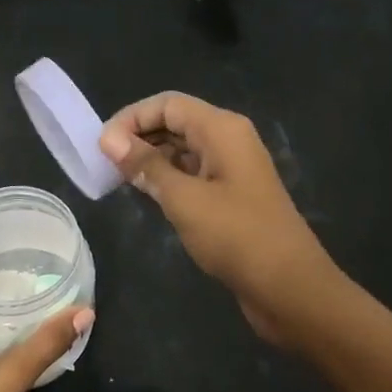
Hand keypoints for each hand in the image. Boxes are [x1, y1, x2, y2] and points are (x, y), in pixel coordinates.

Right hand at [98, 92, 339, 343]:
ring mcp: (232, 168)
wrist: (290, 288)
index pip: (168, 104)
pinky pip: (193, 173)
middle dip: (139, 136)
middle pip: (176, 122)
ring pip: (183, 149)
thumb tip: (110, 140)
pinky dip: (167, 178)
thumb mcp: (185, 200)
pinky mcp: (231, 195)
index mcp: (222, 129)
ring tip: (117, 179)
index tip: (101, 146)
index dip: (132, 118)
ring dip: (151, 158)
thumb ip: (147, 166)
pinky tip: (145, 194)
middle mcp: (228, 139)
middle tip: (103, 163)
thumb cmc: (237, 237)